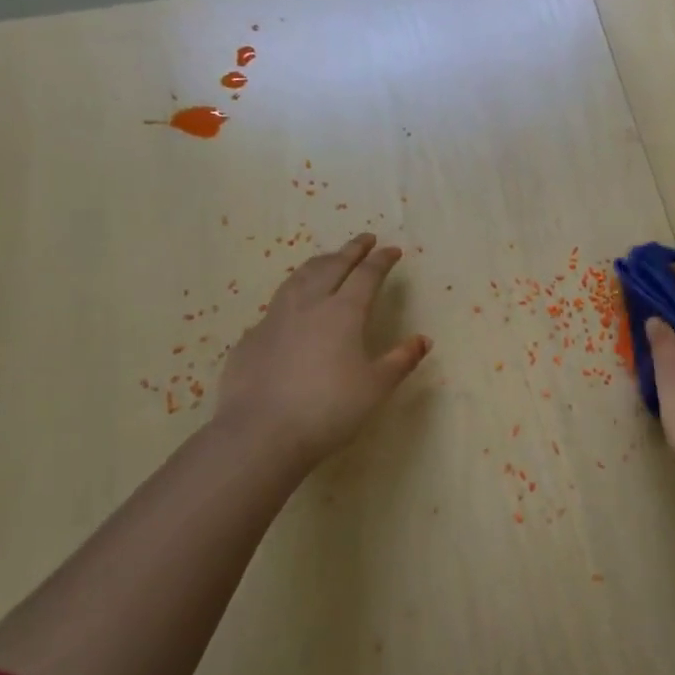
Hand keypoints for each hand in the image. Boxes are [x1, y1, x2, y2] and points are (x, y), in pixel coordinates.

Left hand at [215, 232, 430, 472]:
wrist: (260, 435)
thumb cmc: (329, 409)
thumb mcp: (376, 387)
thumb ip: (401, 360)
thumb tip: (423, 340)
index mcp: (343, 313)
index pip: (366, 275)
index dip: (381, 260)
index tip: (392, 250)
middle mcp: (308, 306)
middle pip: (331, 266)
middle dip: (350, 250)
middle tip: (364, 239)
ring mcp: (274, 320)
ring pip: (298, 279)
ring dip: (318, 263)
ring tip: (328, 259)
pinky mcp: (251, 339)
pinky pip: (276, 306)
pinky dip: (292, 296)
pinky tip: (293, 308)